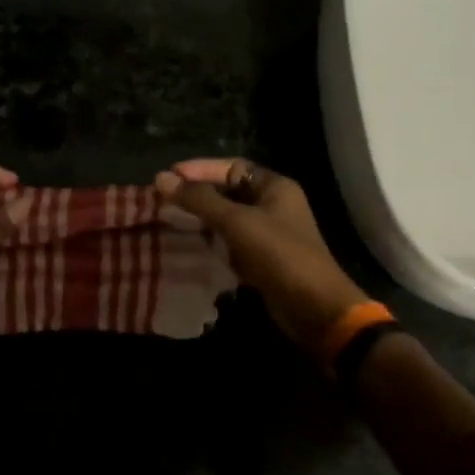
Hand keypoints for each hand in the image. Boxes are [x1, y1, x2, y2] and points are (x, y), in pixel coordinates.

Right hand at [154, 158, 367, 351]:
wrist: (313, 307)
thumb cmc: (279, 255)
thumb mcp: (236, 222)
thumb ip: (199, 200)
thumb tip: (161, 178)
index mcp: (274, 187)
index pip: (230, 167)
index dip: (199, 169)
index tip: (168, 177)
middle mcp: (273, 205)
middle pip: (228, 191)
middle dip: (197, 194)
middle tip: (163, 198)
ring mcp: (268, 233)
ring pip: (227, 217)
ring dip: (201, 218)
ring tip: (169, 219)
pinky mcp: (262, 258)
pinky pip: (231, 241)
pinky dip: (211, 240)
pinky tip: (189, 244)